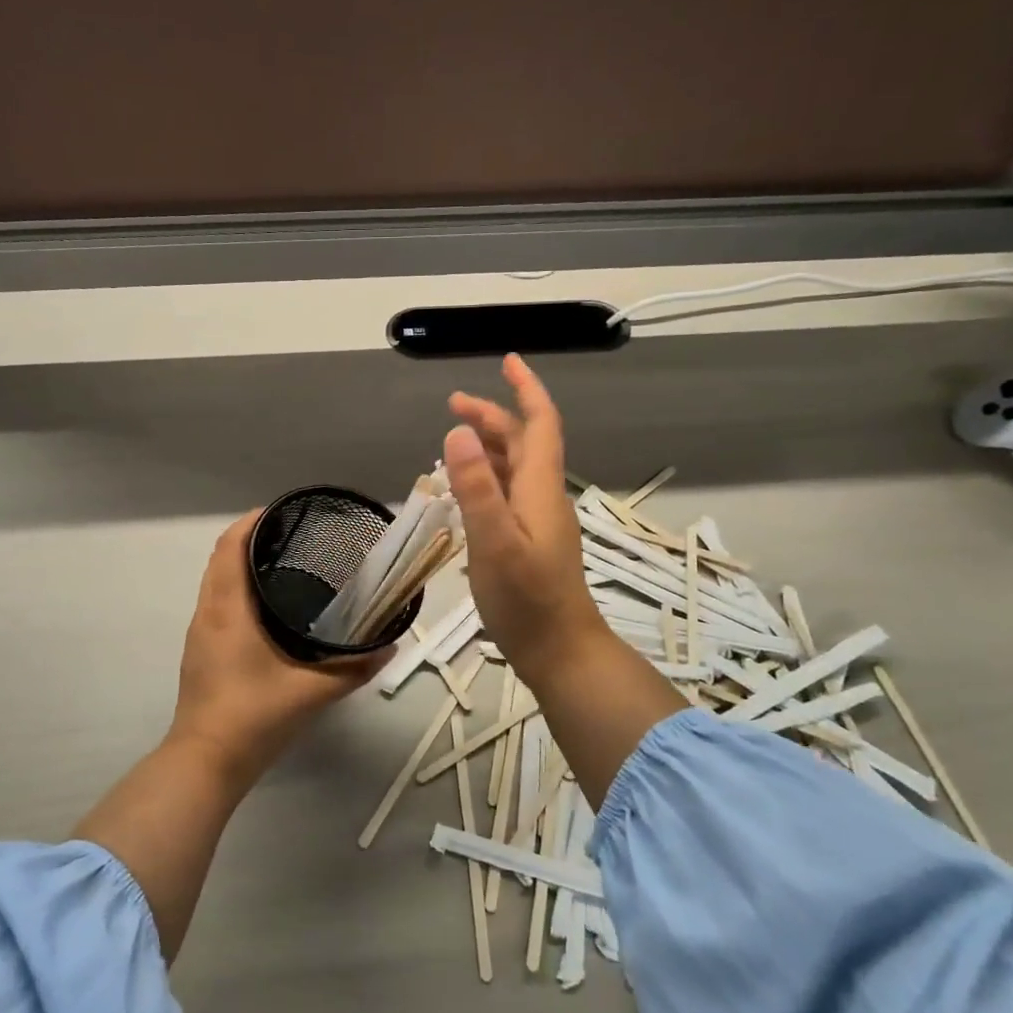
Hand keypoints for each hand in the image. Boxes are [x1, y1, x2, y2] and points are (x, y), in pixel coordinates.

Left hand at [168, 512, 390, 785]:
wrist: (206, 762)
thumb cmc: (254, 717)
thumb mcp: (312, 692)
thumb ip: (354, 668)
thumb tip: (389, 647)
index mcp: (228, 610)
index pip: (230, 546)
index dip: (252, 522)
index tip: (283, 512)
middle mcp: (208, 612)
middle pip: (221, 558)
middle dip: (252, 538)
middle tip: (294, 536)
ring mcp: (200, 632)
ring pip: (216, 580)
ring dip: (242, 563)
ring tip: (286, 564)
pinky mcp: (201, 651)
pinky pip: (217, 602)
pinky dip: (237, 587)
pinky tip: (268, 606)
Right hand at [446, 355, 608, 682]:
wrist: (560, 651)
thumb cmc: (527, 600)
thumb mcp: (495, 542)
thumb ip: (477, 488)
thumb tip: (459, 430)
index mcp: (539, 489)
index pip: (540, 424)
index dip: (526, 390)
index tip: (507, 361)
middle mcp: (542, 497)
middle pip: (524, 442)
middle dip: (493, 416)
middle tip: (453, 404)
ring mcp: (537, 521)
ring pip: (515, 468)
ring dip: (488, 446)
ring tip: (453, 440)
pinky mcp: (528, 542)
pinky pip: (506, 494)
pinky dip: (484, 478)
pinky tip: (464, 490)